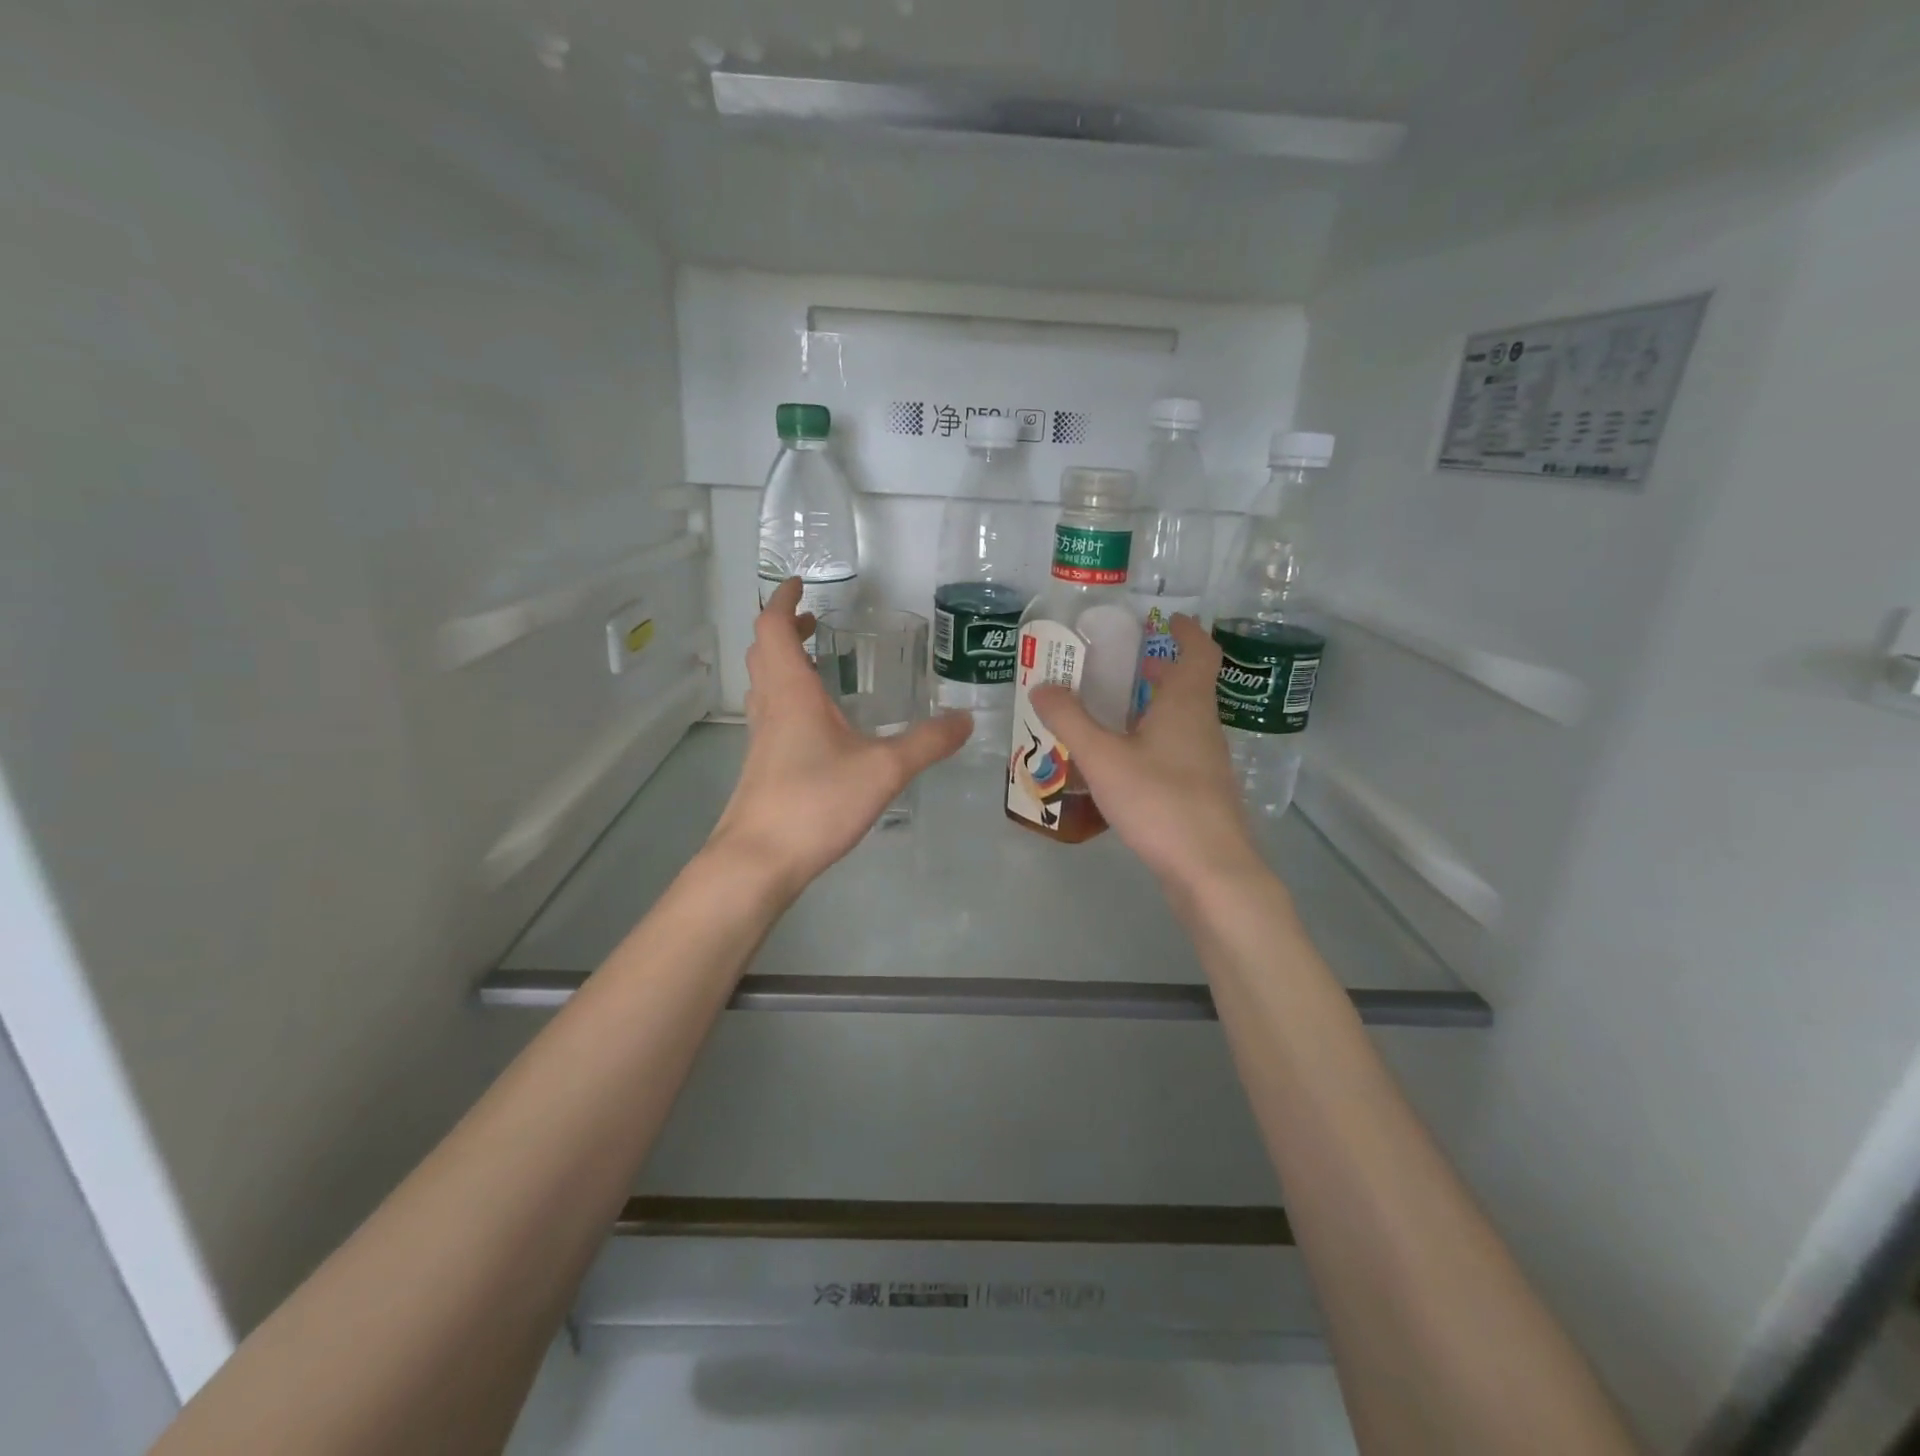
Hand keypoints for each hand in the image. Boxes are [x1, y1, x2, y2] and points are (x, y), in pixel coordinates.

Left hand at [705, 578, 971, 897]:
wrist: (759, 860)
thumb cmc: (816, 803)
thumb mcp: (884, 769)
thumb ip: (927, 743)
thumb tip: (965, 720)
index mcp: (792, 692)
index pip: (775, 628)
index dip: (784, 600)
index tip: (800, 583)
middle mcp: (771, 706)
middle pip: (764, 651)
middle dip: (787, 628)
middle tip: (817, 621)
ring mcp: (761, 738)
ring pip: (765, 683)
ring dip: (785, 661)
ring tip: (821, 662)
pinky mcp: (762, 765)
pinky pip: (772, 713)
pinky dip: (790, 696)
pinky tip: (820, 723)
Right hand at [1030, 615, 1262, 894]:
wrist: (1209, 869)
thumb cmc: (1159, 800)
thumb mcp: (1102, 758)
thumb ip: (1069, 720)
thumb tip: (1041, 686)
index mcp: (1186, 703)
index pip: (1198, 651)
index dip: (1186, 631)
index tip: (1166, 619)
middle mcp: (1202, 725)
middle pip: (1188, 685)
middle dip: (1159, 669)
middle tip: (1120, 664)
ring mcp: (1206, 761)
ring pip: (1182, 720)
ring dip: (1153, 707)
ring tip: (1112, 711)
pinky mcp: (1202, 791)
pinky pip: (1177, 750)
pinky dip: (1153, 740)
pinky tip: (1124, 762)